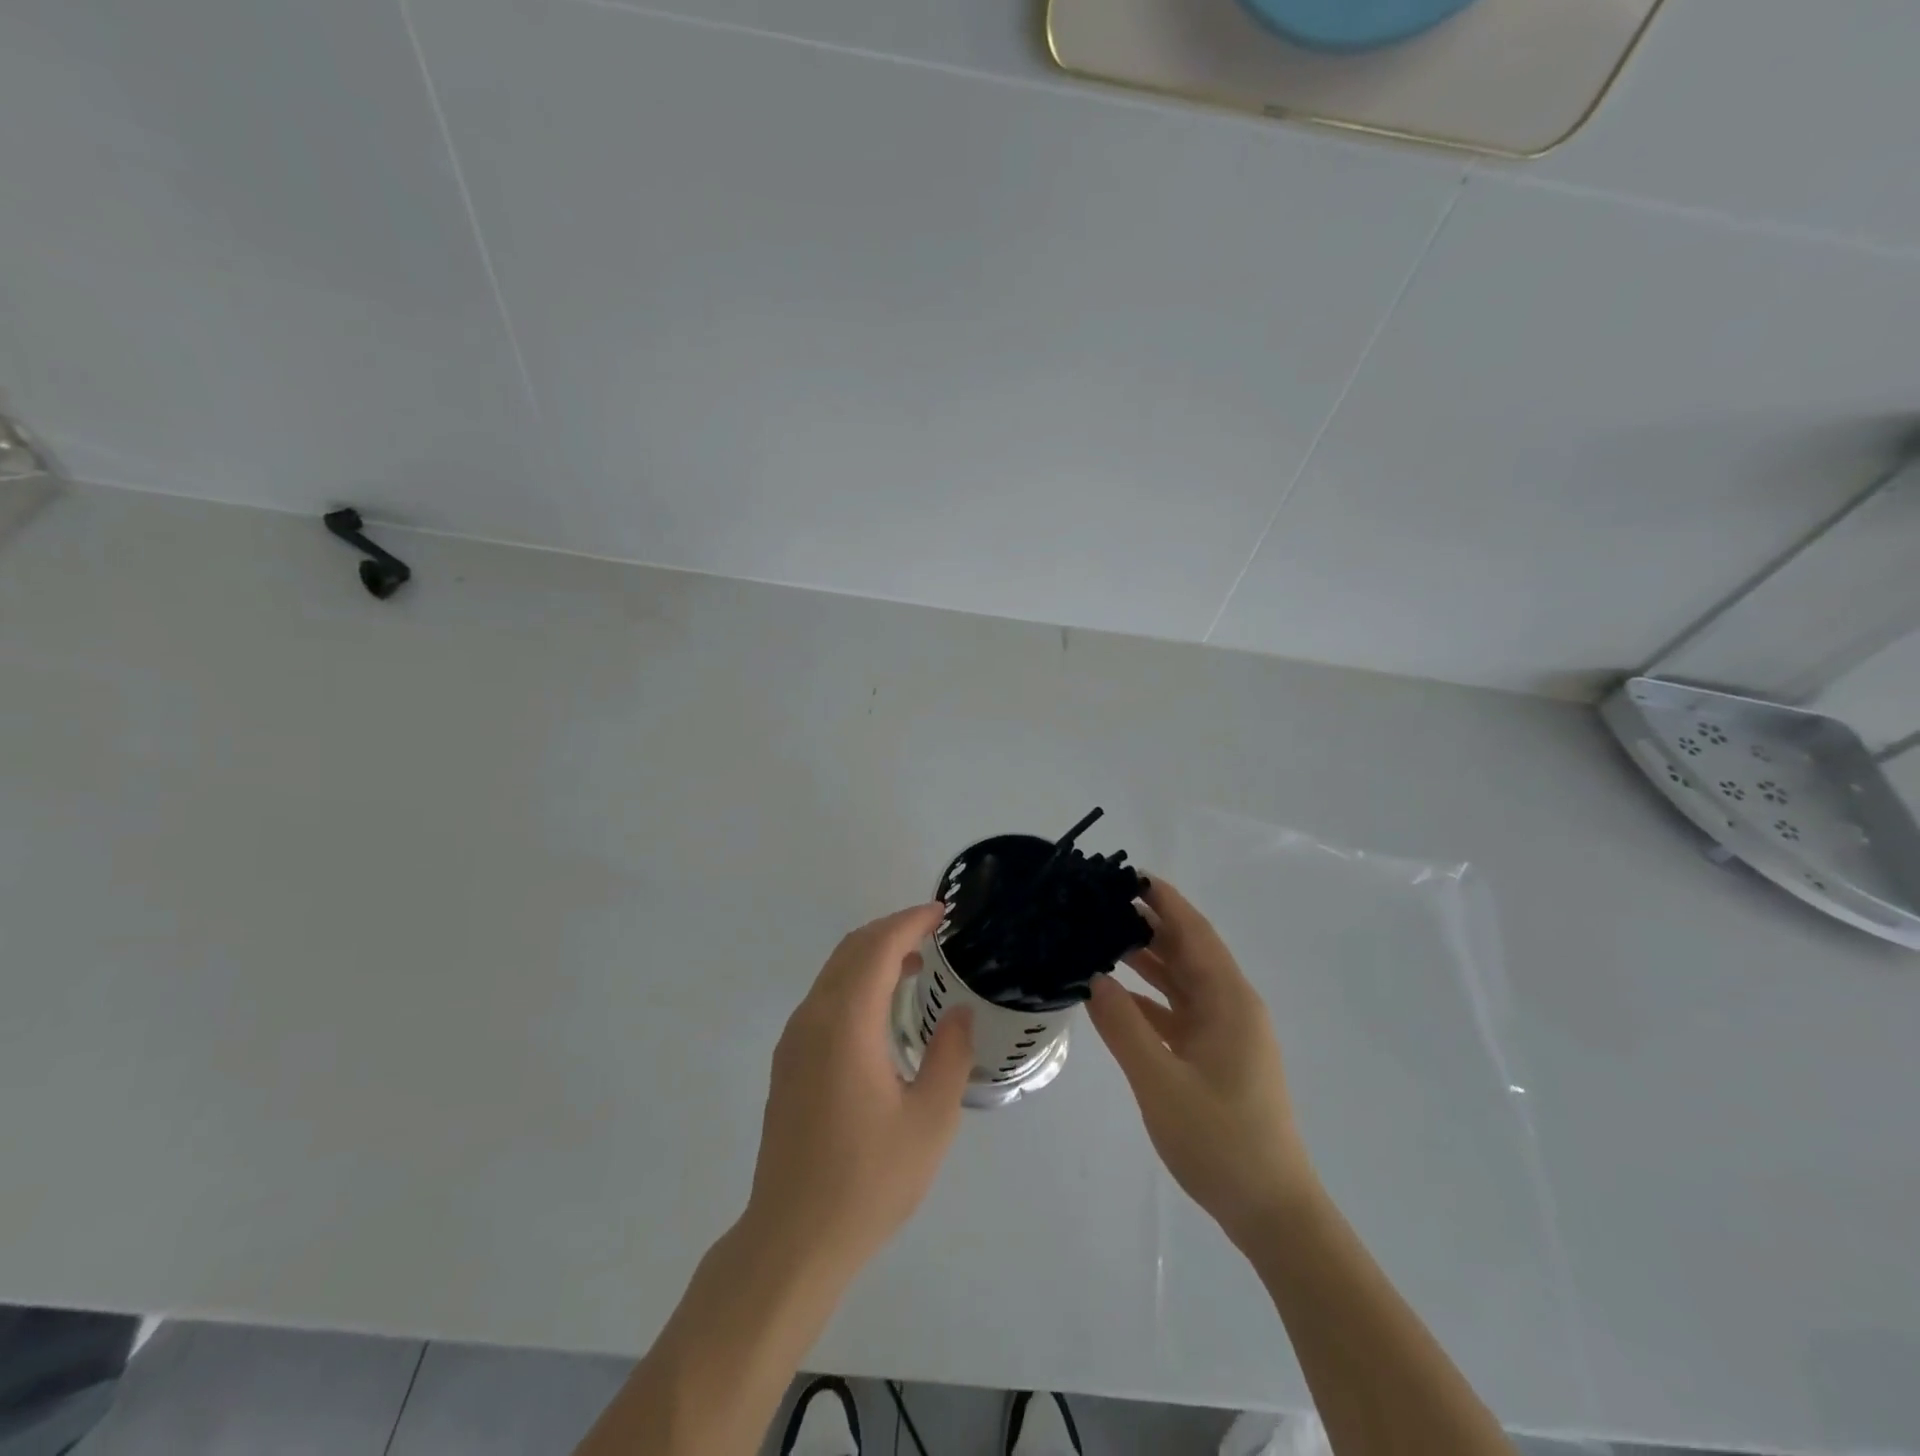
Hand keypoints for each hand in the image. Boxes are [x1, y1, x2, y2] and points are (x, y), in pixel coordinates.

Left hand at [743, 904, 973, 1282]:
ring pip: (833, 972)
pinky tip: (881, 1008)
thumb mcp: (930, 1120)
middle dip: (891, 930)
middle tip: (933, 932)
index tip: (942, 913)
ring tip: (915, 964)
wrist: (792, 1239)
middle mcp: (813, 1018)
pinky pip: (824, 998)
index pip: (878, 947)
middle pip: (850, 950)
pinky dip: (855, 981)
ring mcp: (794, 1040)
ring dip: (872, 955)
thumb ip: (949, 1054)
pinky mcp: (788, 1062)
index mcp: (846, 1023)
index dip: (910, 921)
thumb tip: (957, 1011)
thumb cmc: (869, 1179)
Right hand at [1087, 879, 1318, 1249]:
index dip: (1165, 901)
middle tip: (1100, 904)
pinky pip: (1177, 1013)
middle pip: (1188, 951)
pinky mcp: (1215, 1057)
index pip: (1194, 933)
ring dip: (1147, 959)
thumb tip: (1093, 978)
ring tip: (1099, 937)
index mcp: (1229, 1002)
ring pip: (1181, 981)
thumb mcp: (1162, 1083)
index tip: (1128, 875)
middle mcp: (1230, 1007)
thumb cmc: (1221, 1142)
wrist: (1271, 1212)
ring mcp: (1224, 1034)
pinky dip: (1147, 998)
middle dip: (1149, 923)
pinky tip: (1113, 995)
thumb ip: (1124, 1028)